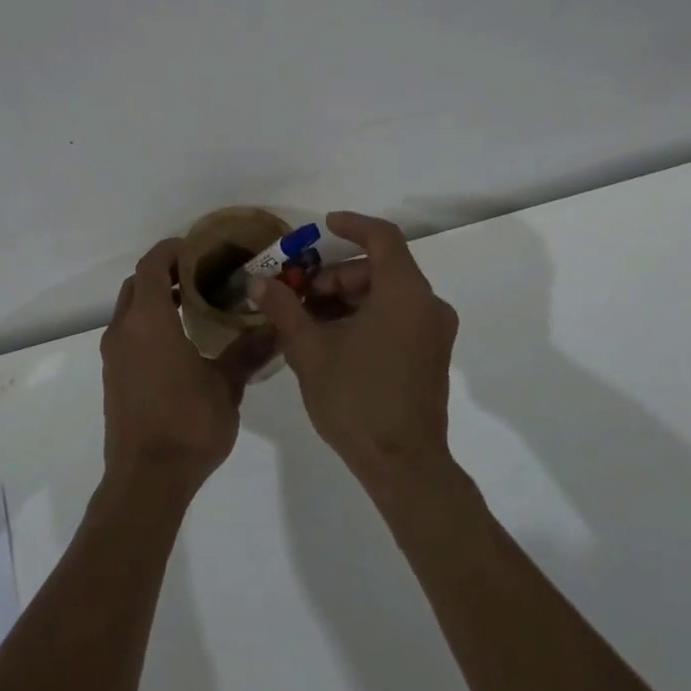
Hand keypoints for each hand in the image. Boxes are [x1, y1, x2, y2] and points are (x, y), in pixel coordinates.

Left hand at [101, 237, 279, 494]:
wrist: (145, 480)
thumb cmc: (187, 424)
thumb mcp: (226, 385)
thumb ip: (248, 352)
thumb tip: (276, 327)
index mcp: (149, 321)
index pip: (151, 266)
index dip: (170, 250)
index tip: (195, 248)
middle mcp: (124, 330)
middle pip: (136, 285)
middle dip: (163, 274)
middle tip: (198, 276)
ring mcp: (113, 356)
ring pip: (128, 310)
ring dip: (153, 300)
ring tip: (192, 307)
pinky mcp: (112, 378)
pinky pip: (126, 335)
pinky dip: (146, 325)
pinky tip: (176, 344)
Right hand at [248, 211, 458, 483]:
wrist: (403, 465)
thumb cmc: (356, 399)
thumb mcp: (310, 349)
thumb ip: (283, 308)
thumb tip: (257, 282)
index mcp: (404, 293)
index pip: (382, 237)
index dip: (352, 225)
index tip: (323, 226)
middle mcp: (427, 304)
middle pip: (380, 268)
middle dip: (337, 274)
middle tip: (301, 293)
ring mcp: (433, 331)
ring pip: (388, 293)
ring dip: (348, 297)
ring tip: (309, 318)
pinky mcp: (431, 354)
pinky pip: (397, 315)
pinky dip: (366, 314)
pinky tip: (332, 337)